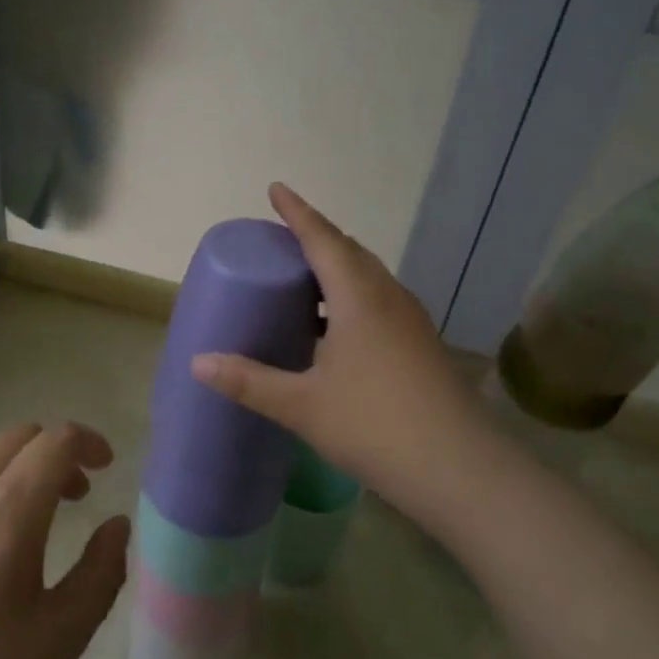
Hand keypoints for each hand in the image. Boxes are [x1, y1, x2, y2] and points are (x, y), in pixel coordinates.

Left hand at [0, 421, 130, 658]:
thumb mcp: (61, 635)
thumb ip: (102, 571)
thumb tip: (117, 525)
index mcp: (6, 507)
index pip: (56, 440)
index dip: (88, 442)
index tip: (106, 467)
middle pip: (18, 436)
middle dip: (54, 452)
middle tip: (74, 496)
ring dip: (15, 468)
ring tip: (27, 522)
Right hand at [189, 184, 492, 522]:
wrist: (460, 469)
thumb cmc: (374, 425)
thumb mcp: (301, 405)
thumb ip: (249, 381)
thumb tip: (198, 362)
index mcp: (358, 297)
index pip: (322, 239)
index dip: (296, 212)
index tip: (276, 189)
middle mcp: (387, 297)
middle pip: (349, 251)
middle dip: (316, 236)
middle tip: (283, 236)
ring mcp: (410, 320)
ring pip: (368, 275)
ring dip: (337, 265)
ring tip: (305, 276)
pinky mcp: (420, 344)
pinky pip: (379, 299)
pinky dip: (352, 294)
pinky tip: (336, 326)